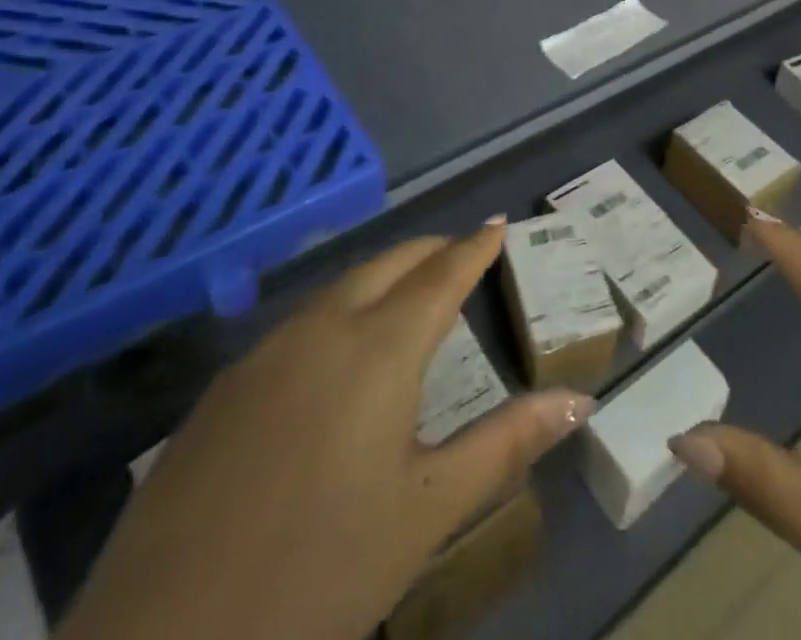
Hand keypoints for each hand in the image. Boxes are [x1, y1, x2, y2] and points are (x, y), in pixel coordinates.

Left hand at [58, 221, 592, 639]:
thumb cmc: (318, 576)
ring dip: (382, 279)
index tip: (497, 224)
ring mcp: (263, 355)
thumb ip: (506, 445)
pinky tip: (335, 358)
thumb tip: (579, 401)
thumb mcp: (427, 513)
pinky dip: (337, 314)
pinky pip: (297, 326)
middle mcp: (322, 329)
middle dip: (430, 252)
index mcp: (379, 348)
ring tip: (408, 296)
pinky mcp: (221, 391)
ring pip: (339, 289)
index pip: (441, 274)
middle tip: (461, 256)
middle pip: (388, 264)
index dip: (474, 247)